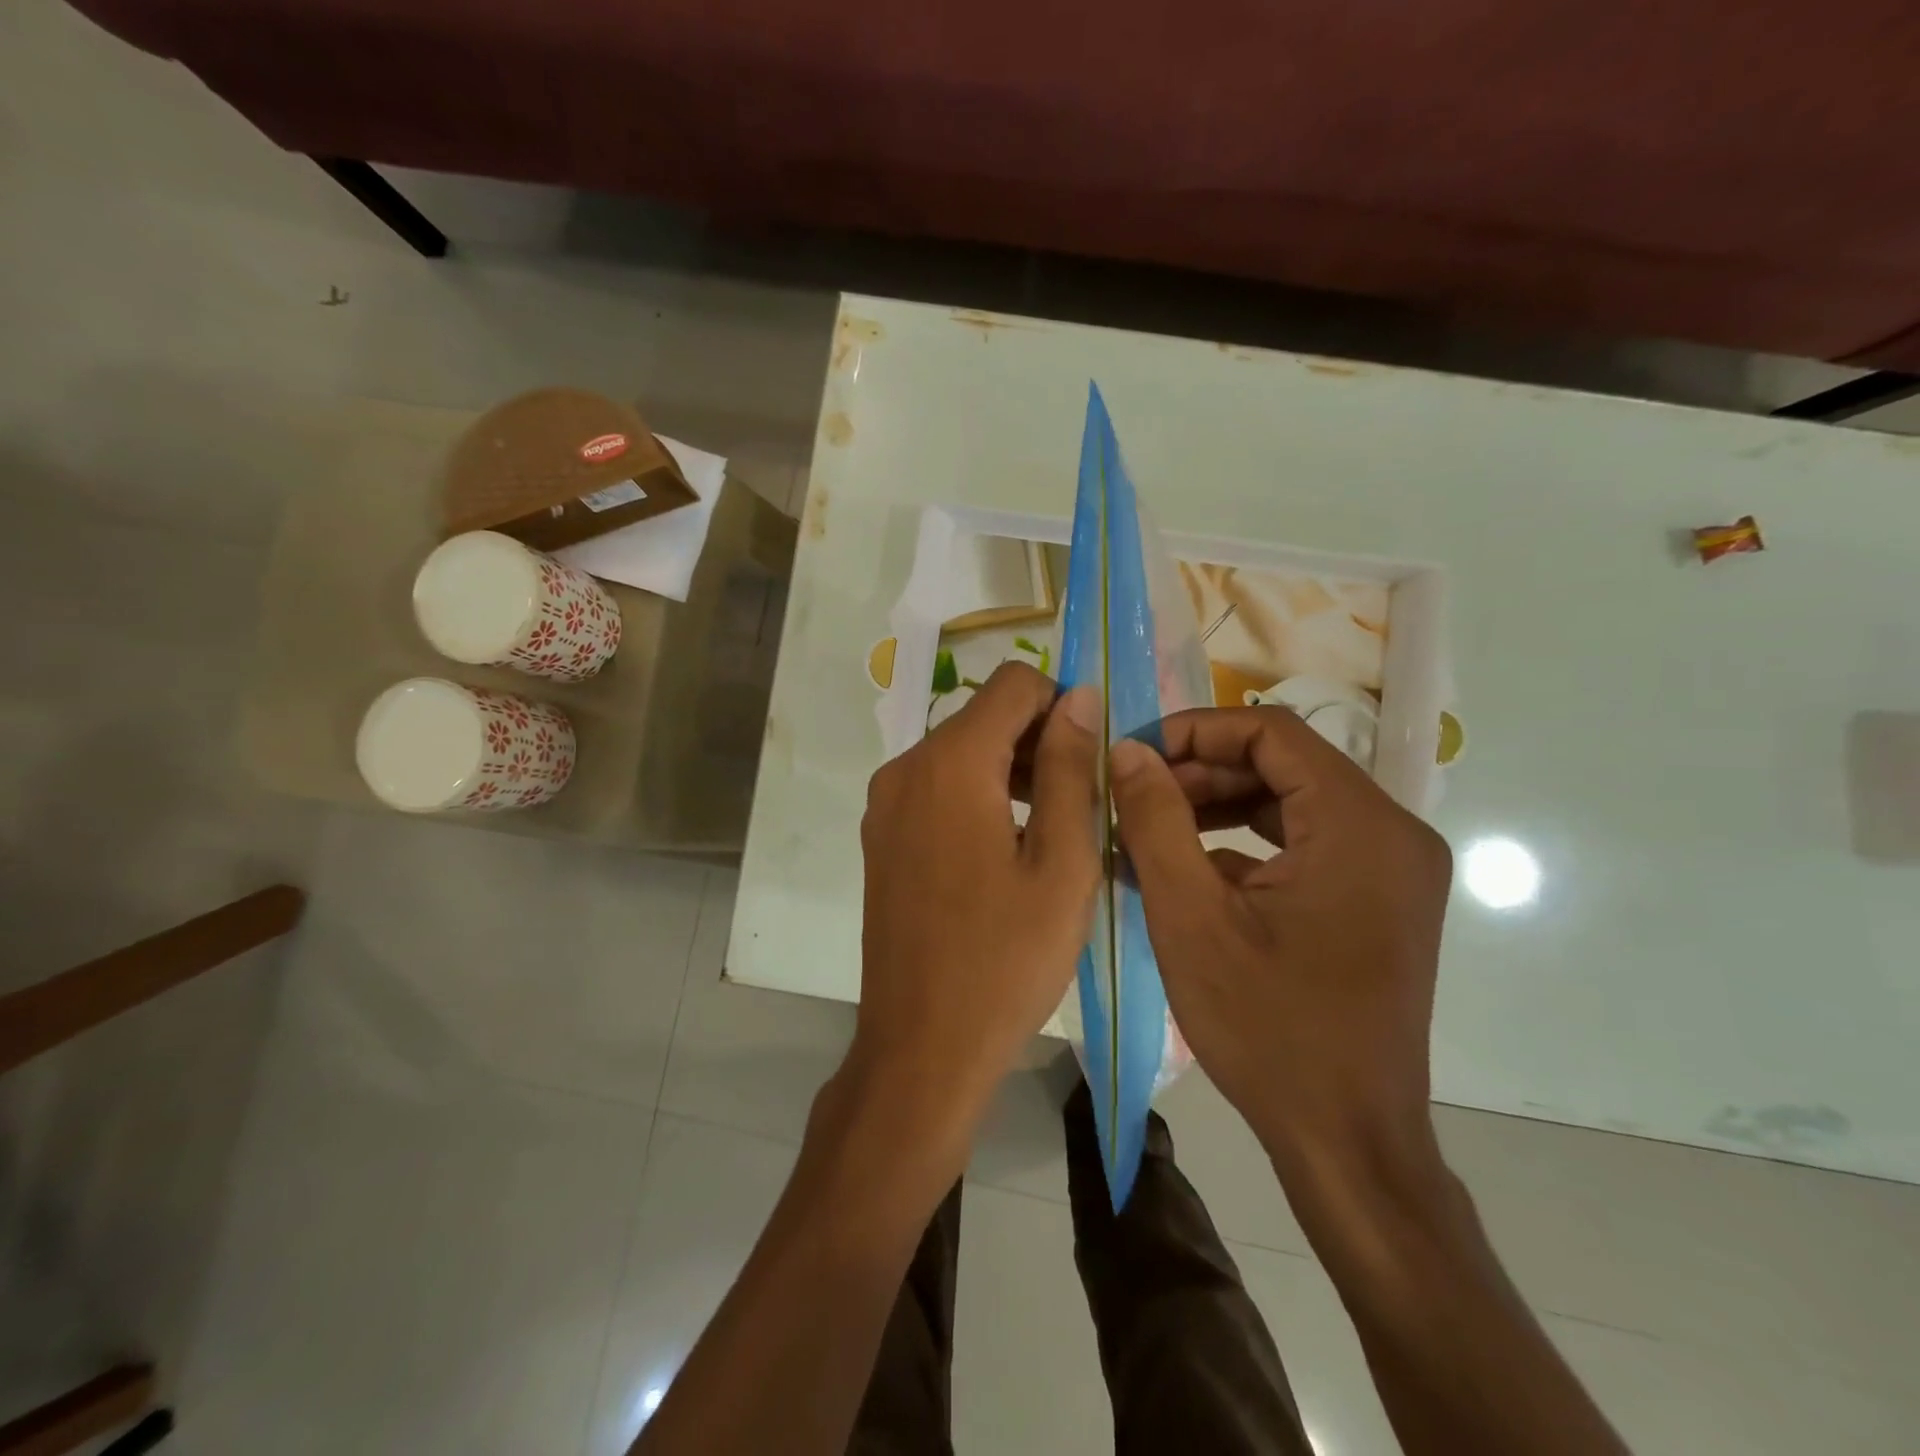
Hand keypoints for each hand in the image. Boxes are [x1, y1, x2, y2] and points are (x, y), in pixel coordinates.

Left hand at [850, 663, 1101, 1135]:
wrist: (922, 1046)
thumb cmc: (1006, 959)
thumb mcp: (1062, 862)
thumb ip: (1069, 768)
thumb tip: (1078, 697)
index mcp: (949, 763)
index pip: (1013, 682)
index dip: (1061, 703)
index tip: (1091, 756)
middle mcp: (905, 767)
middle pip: (983, 715)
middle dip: (1037, 739)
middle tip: (1081, 801)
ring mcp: (884, 803)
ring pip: (960, 751)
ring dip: (1009, 768)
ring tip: (1051, 829)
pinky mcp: (880, 836)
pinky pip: (936, 787)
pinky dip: (977, 794)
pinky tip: (1006, 849)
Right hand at [1107, 708, 1451, 1180]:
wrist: (1346, 1141)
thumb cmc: (1268, 1029)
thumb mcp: (1191, 917)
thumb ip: (1155, 820)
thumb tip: (1125, 751)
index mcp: (1360, 826)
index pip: (1272, 732)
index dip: (1193, 730)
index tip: (1133, 755)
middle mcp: (1391, 833)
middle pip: (1283, 765)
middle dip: (1199, 773)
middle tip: (1132, 797)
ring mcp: (1389, 868)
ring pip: (1290, 803)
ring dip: (1216, 808)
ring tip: (1148, 829)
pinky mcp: (1376, 899)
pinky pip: (1303, 844)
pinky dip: (1244, 845)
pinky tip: (1186, 869)